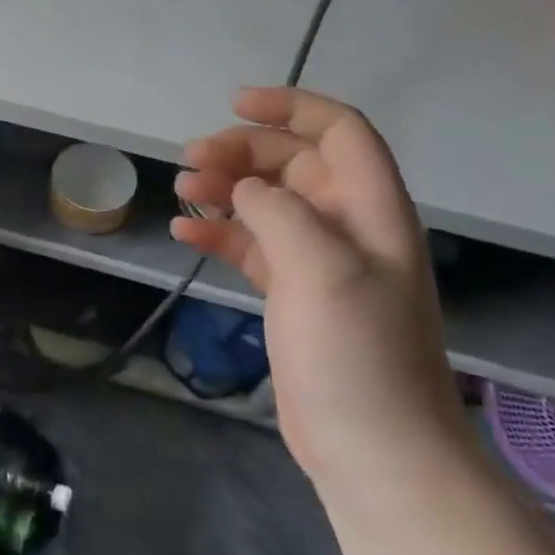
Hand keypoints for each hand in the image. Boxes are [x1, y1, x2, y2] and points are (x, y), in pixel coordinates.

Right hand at [171, 87, 458, 477]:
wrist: (372, 450)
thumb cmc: (355, 353)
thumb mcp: (321, 269)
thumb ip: (279, 212)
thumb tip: (245, 189)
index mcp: (371, 209)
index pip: (340, 131)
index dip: (292, 107)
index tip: (235, 104)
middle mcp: (347, 226)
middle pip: (293, 164)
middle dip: (243, 152)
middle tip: (190, 160)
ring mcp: (319, 263)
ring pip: (267, 203)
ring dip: (224, 190)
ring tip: (182, 191)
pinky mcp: (293, 295)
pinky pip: (252, 246)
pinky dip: (220, 234)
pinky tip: (185, 234)